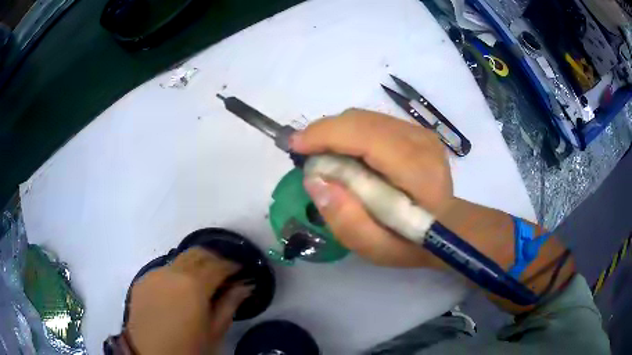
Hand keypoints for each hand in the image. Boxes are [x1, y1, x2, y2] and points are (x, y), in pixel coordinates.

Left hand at [126, 248, 252, 354]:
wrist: (150, 354)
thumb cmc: (189, 347)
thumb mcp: (215, 330)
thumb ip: (230, 304)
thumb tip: (245, 285)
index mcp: (193, 285)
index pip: (218, 265)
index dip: (232, 265)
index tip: (241, 270)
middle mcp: (172, 272)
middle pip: (197, 253)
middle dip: (214, 258)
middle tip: (224, 273)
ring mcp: (154, 274)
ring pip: (179, 260)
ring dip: (194, 266)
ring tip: (201, 283)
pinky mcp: (141, 281)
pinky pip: (163, 271)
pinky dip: (176, 275)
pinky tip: (178, 293)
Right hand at [290, 109, 453, 267]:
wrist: (445, 227)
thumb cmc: (410, 242)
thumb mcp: (375, 248)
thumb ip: (346, 220)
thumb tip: (315, 180)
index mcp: (417, 171)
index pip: (365, 135)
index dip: (325, 135)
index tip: (294, 145)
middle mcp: (421, 141)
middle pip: (361, 120)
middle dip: (325, 132)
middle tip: (304, 154)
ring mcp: (420, 132)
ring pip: (364, 117)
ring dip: (336, 132)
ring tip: (322, 155)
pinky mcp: (416, 130)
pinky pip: (373, 121)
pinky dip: (350, 133)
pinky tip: (345, 153)